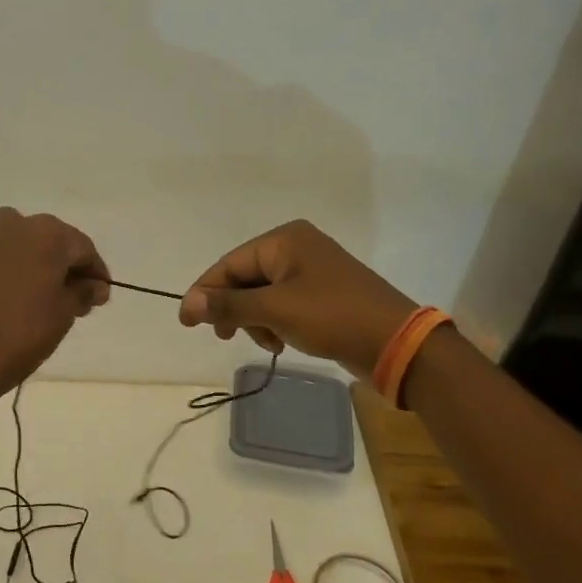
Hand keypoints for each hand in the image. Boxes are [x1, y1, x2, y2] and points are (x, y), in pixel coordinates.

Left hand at [0, 207, 109, 412]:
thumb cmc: (23, 335)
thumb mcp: (64, 314)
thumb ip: (82, 292)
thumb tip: (94, 285)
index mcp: (49, 234)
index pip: (82, 248)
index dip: (94, 272)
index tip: (100, 297)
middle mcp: (14, 223)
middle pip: (47, 239)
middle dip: (60, 264)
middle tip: (70, 298)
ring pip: (11, 236)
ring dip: (24, 254)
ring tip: (29, 287)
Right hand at [179, 220, 415, 378]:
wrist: (395, 342)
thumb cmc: (332, 316)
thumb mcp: (275, 309)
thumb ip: (229, 304)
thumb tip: (188, 302)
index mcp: (285, 240)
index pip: (229, 264)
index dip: (205, 292)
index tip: (186, 322)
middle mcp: (296, 248)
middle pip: (244, 279)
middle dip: (235, 309)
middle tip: (225, 337)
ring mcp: (311, 272)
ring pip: (262, 296)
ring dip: (256, 321)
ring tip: (270, 342)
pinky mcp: (322, 295)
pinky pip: (282, 305)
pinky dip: (275, 323)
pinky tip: (283, 341)